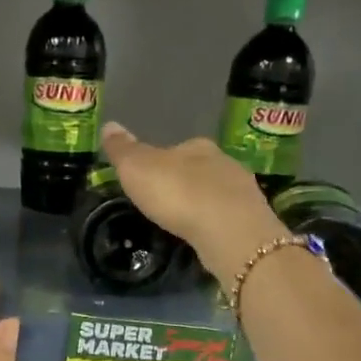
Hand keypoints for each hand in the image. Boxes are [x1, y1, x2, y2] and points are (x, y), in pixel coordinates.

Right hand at [101, 121, 284, 278]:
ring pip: (216, 192)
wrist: (228, 230)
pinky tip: (207, 235)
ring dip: (203, 204)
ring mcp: (242, 190)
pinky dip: (217, 223)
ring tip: (187, 222)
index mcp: (196, 146)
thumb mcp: (137, 169)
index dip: (161, 163)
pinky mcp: (251, 218)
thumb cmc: (177, 194)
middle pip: (198, 169)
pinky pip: (228, 216)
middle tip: (167, 204)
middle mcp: (223, 161)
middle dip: (185, 183)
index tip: (150, 181)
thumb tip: (108, 124)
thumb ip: (123, 150)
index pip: (175, 149)